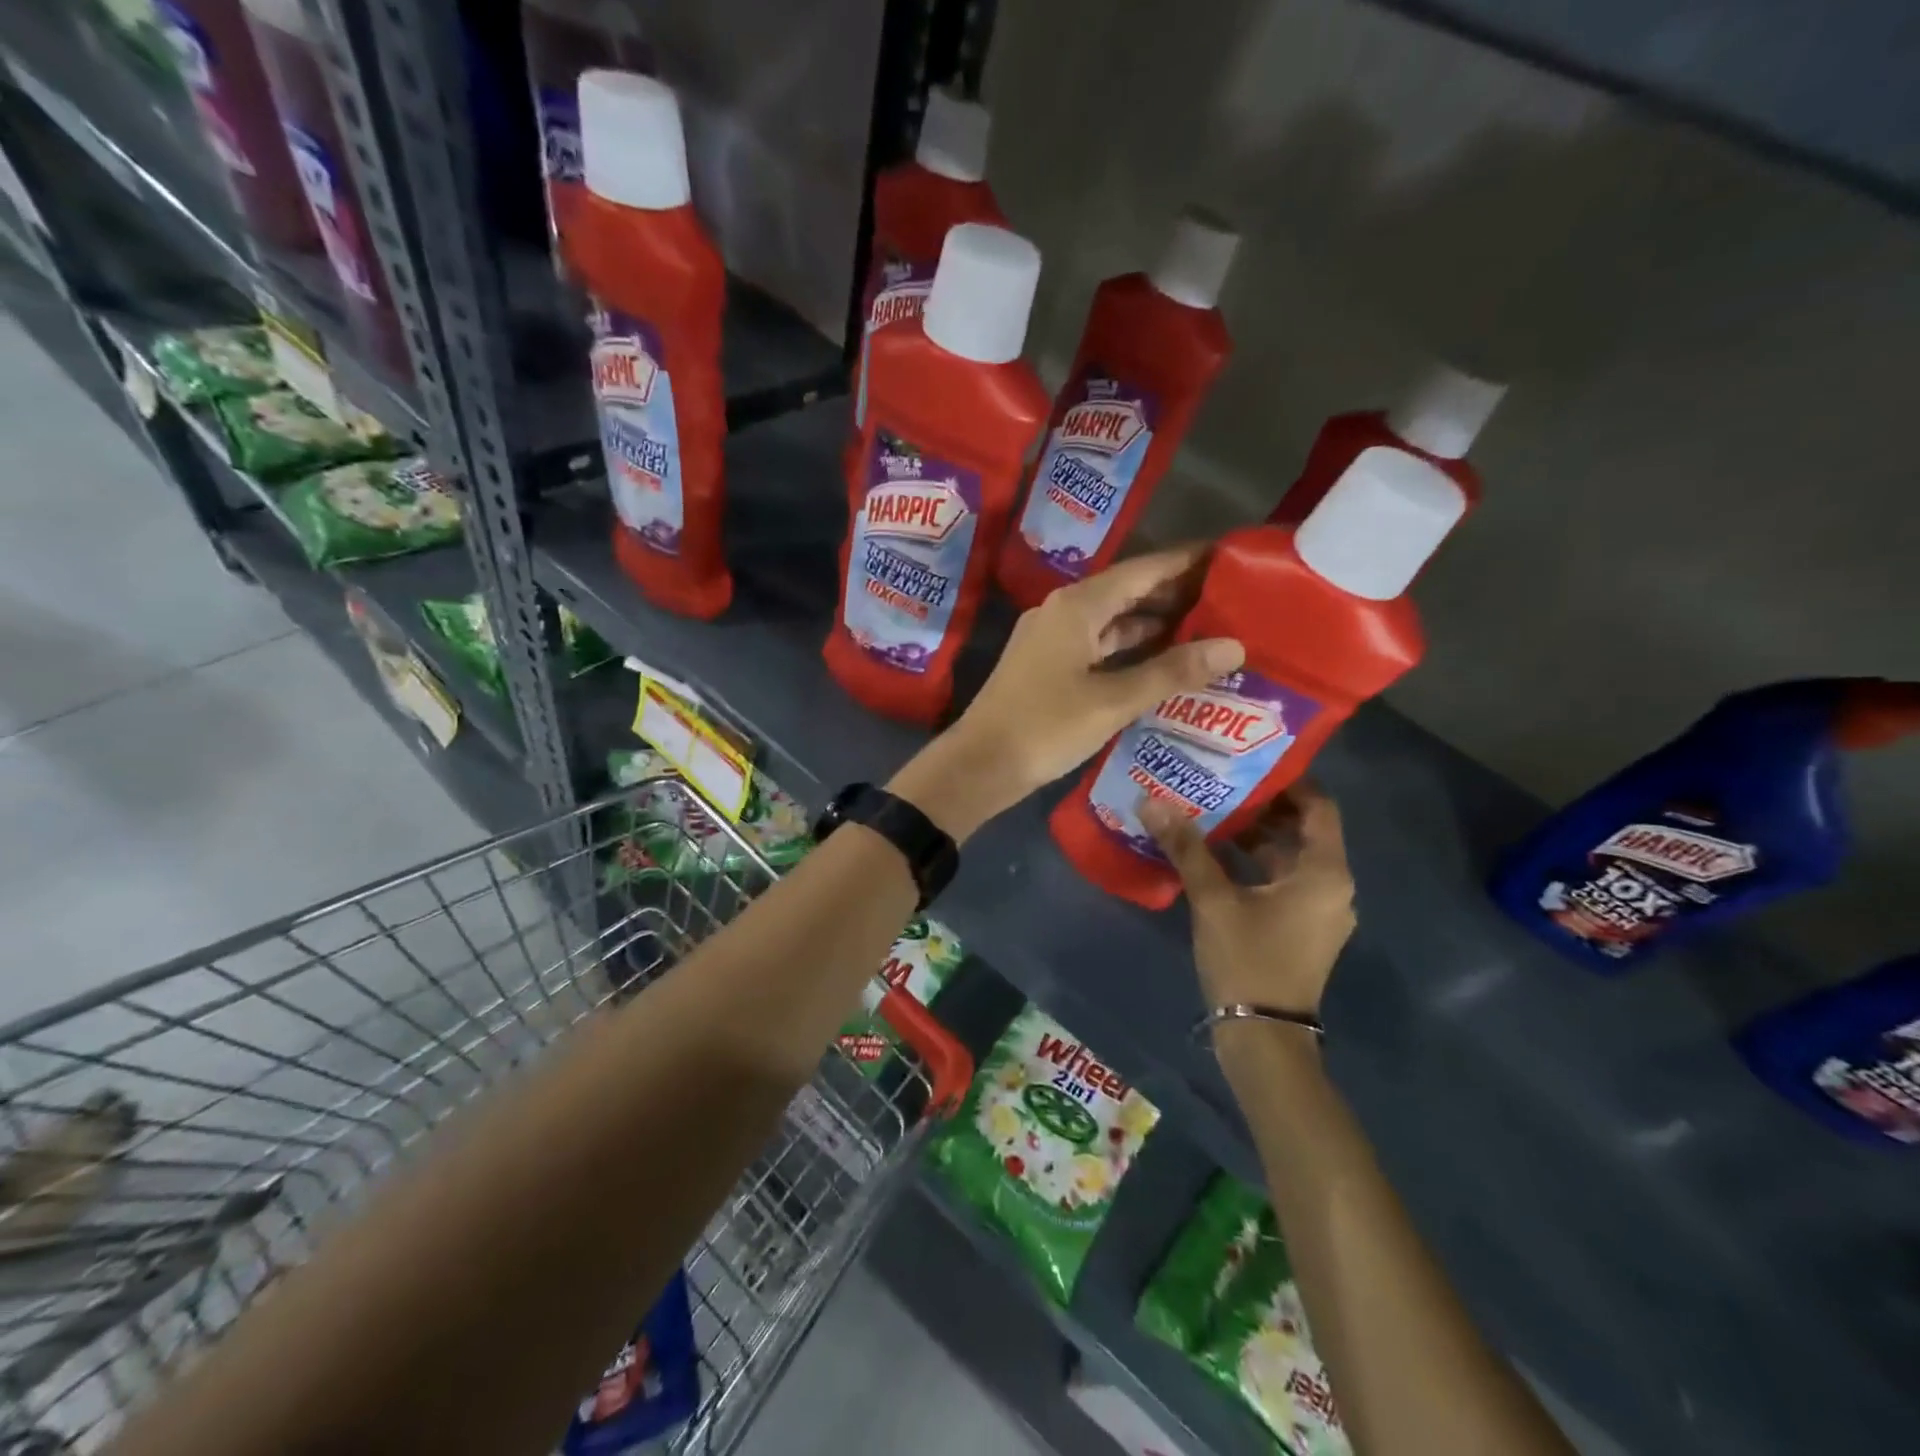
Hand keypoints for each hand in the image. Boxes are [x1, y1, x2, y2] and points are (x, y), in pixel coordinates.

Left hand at [891, 546, 1243, 840]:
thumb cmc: (1045, 727)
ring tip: (1205, 629)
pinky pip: (1097, 645)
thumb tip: (1234, 646)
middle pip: (1127, 591)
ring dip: (1153, 624)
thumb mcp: (1113, 701)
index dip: (1186, 562)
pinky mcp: (1047, 665)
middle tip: (1228, 599)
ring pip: (1112, 621)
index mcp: (1077, 606)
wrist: (980, 765)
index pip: (1143, 570)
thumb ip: (1172, 672)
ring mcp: (1051, 639)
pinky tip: (1160, 663)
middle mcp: (1063, 611)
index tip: (1229, 557)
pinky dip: (1129, 650)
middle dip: (1175, 594)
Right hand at [1141, 783, 1355, 1013]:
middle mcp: (1332, 886)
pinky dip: (1255, 865)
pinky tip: (1214, 856)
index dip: (1289, 781)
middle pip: (1303, 829)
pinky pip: (1283, 881)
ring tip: (1210, 812)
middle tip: (1220, 782)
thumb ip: (1186, 847)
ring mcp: (1319, 910)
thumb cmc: (1247, 958)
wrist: (1263, 1035)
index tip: (1249, 763)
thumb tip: (1151, 801)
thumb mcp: (1213, 899)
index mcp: (1324, 872)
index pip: (1318, 806)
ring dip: (1255, 837)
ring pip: (1290, 857)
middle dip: (1262, 806)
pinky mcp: (1302, 928)